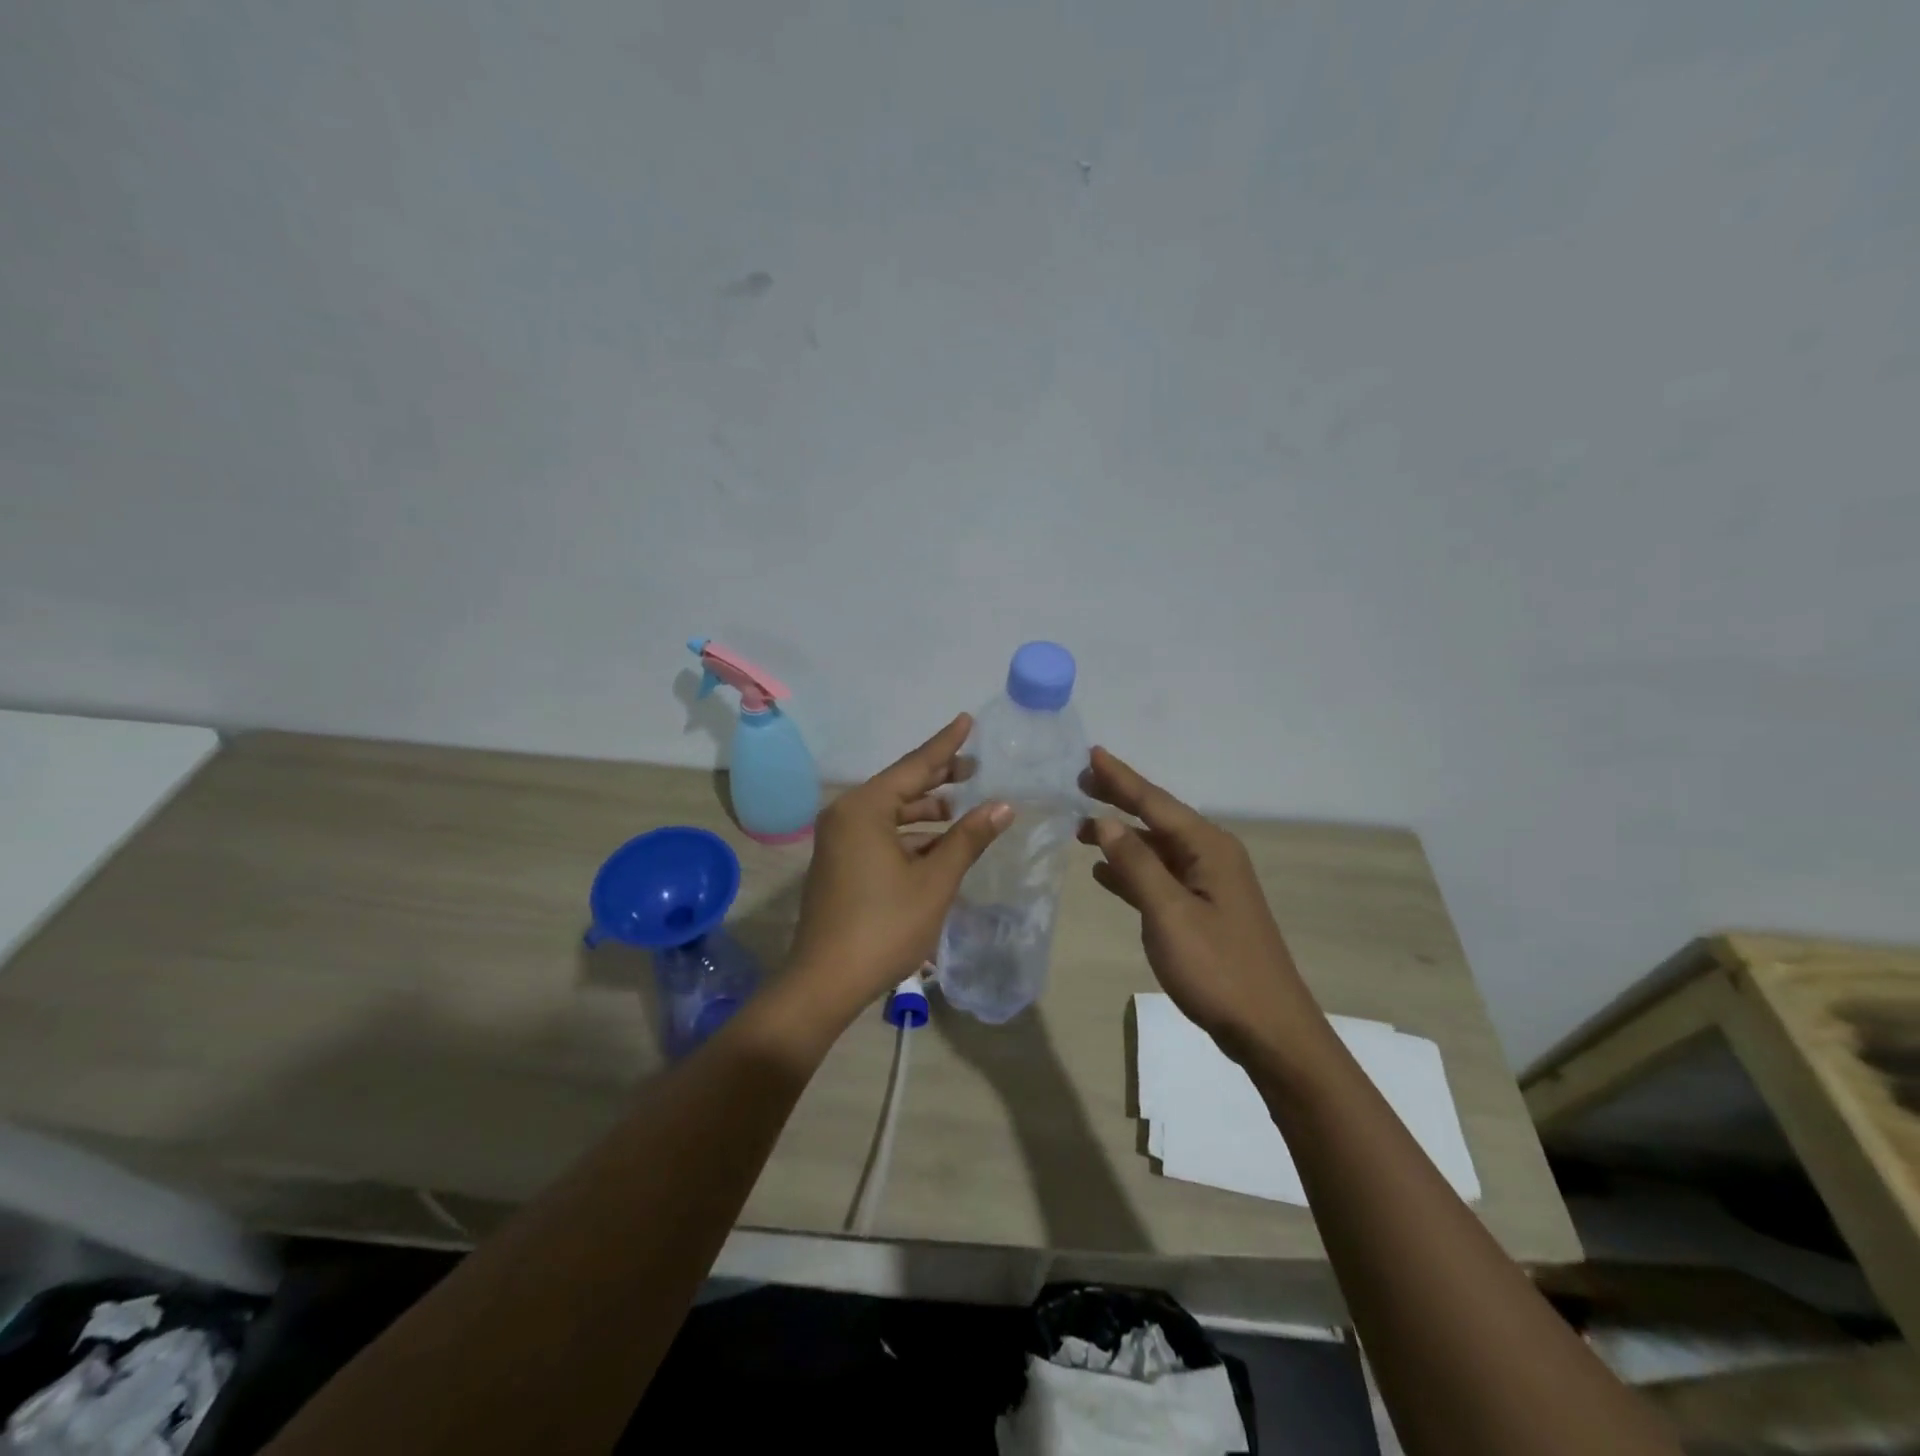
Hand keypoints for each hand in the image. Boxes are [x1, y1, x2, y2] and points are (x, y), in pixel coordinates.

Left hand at [786, 714, 1011, 1021]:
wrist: (826, 981)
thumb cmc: (885, 926)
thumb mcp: (935, 880)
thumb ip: (968, 838)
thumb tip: (1003, 805)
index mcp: (864, 809)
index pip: (914, 766)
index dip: (946, 744)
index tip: (967, 720)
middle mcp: (846, 815)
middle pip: (901, 786)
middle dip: (939, 778)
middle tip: (976, 768)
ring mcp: (839, 840)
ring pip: (892, 813)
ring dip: (927, 811)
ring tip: (965, 808)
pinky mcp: (840, 863)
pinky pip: (881, 834)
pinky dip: (911, 835)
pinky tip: (940, 844)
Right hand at [1079, 747, 1323, 1063]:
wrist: (1268, 1029)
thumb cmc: (1217, 968)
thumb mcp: (1169, 913)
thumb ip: (1136, 864)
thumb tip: (1105, 821)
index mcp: (1208, 848)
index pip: (1155, 802)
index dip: (1121, 778)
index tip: (1091, 754)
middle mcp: (1211, 856)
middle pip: (1157, 818)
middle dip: (1120, 799)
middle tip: (1080, 781)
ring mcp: (1208, 884)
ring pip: (1156, 848)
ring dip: (1121, 836)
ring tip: (1081, 826)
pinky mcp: (1203, 910)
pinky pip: (1160, 877)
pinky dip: (1131, 870)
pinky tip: (1104, 872)